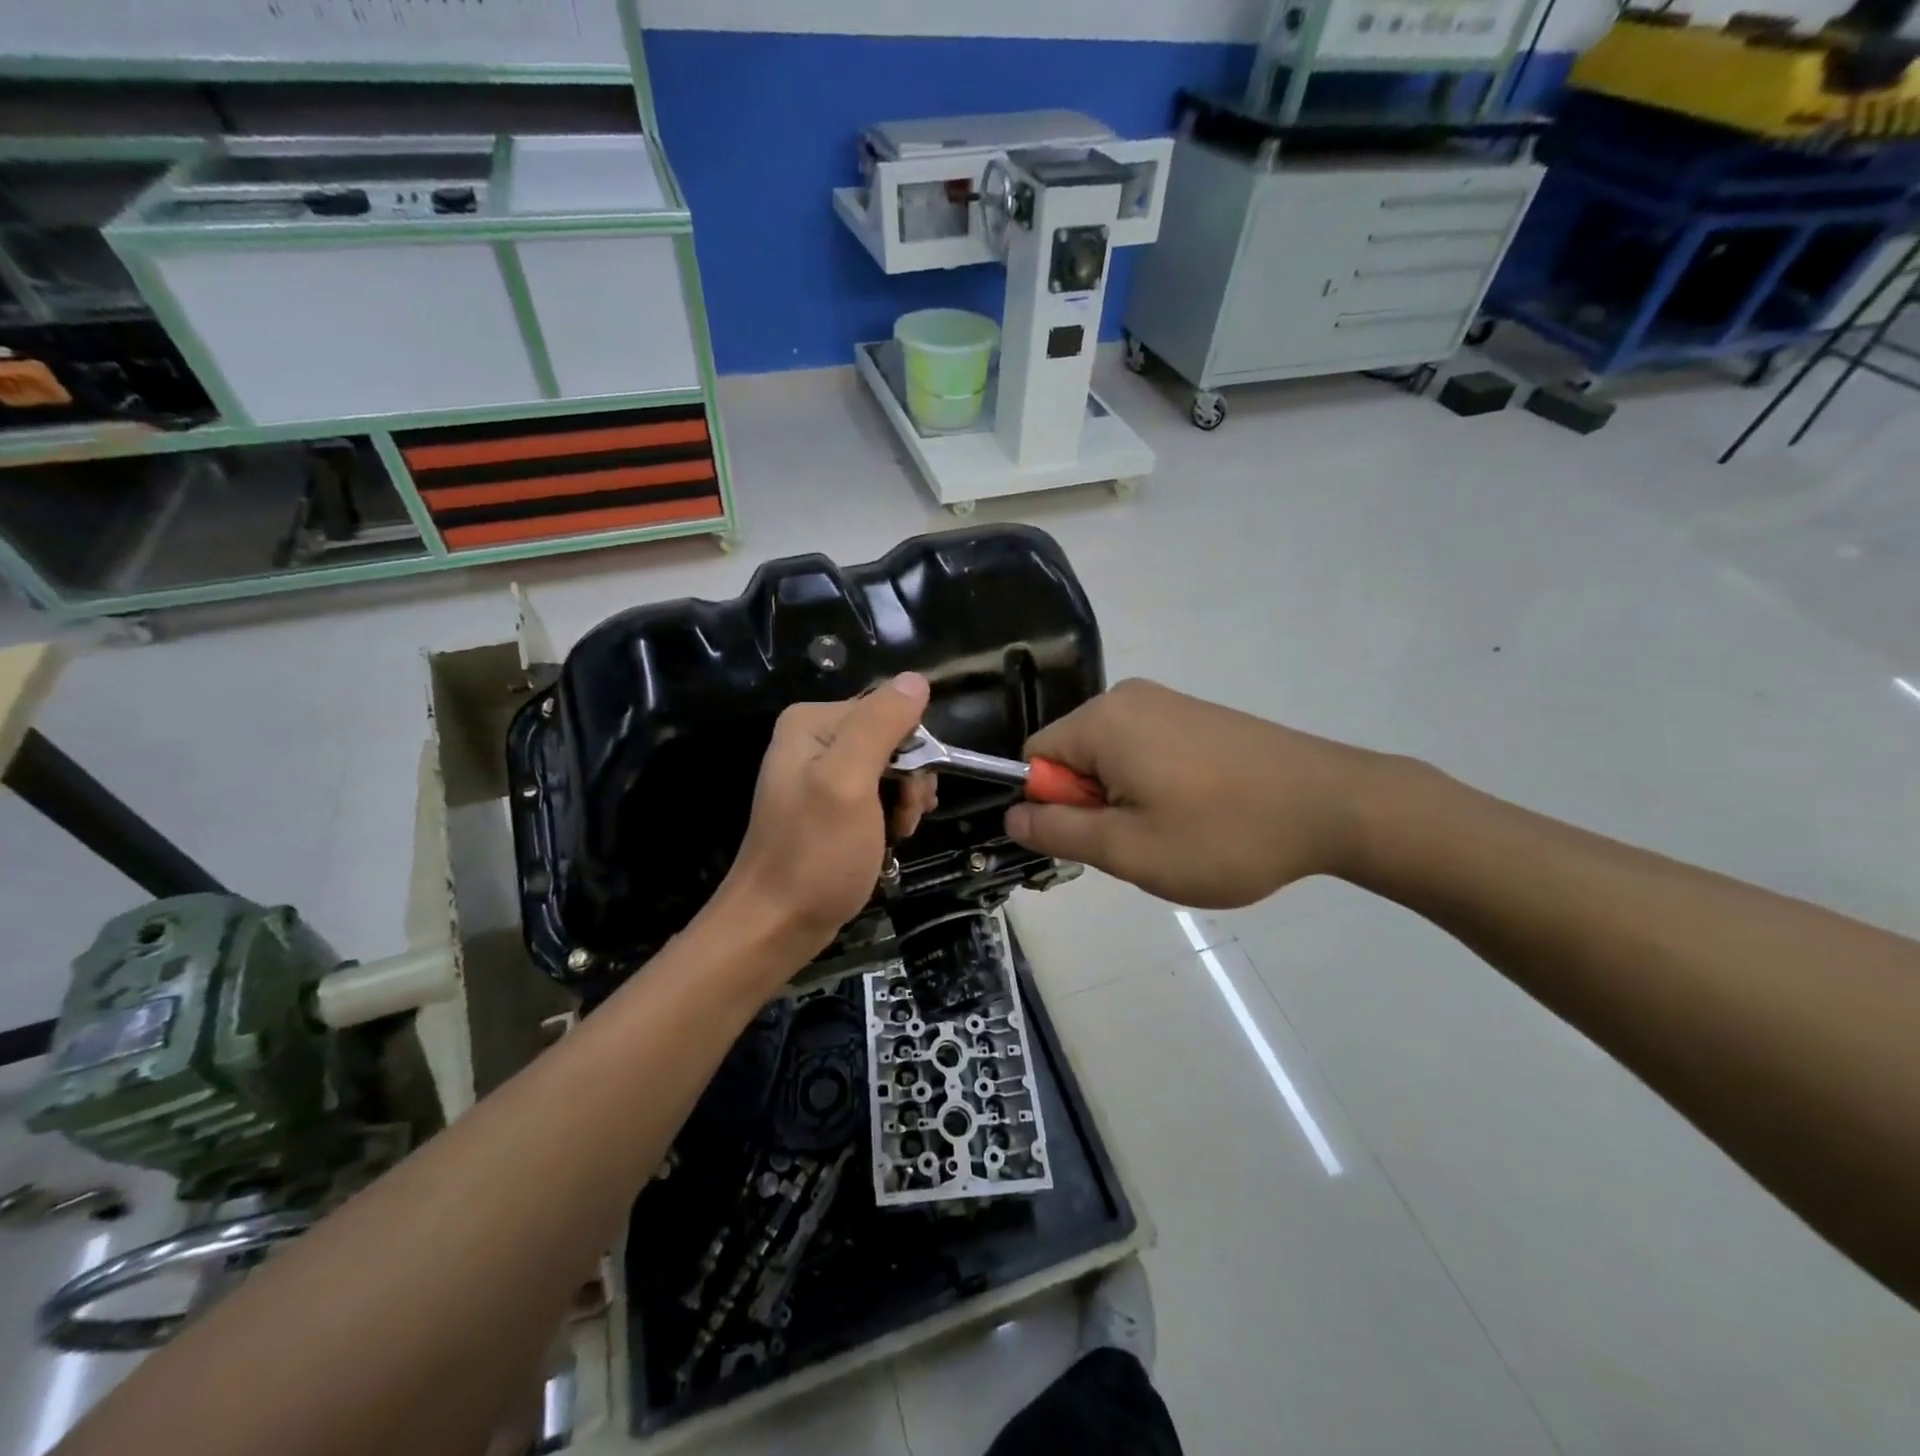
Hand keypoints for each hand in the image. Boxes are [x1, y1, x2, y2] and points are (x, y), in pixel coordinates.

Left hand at [711, 672, 935, 964]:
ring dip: (905, 801)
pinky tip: (888, 839)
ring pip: (891, 768)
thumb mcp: (849, 783)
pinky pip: (877, 793)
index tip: (910, 793)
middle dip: (910, 779)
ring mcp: (821, 773)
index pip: (890, 709)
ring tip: (896, 833)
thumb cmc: (815, 856)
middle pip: (892, 738)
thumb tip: (916, 679)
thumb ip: (880, 726)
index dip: (913, 750)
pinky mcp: (829, 804)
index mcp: (813, 722)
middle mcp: (814, 738)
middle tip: (903, 819)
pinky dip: (891, 815)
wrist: (776, 925)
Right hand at [1005, 679, 1380, 907]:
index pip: (1034, 758)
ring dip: (1126, 799)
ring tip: (1176, 831)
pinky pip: (1145, 749)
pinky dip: (1155, 784)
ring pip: (1110, 758)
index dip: (1055, 805)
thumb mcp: (1128, 849)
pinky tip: (1199, 811)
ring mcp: (1166, 701)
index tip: (1102, 837)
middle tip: (1143, 841)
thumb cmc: (1222, 834)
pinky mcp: (1196, 714)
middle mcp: (1127, 697)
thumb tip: (1012, 813)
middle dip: (1093, 804)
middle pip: (1073, 756)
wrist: (1335, 805)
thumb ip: (1058, 830)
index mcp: (1101, 720)